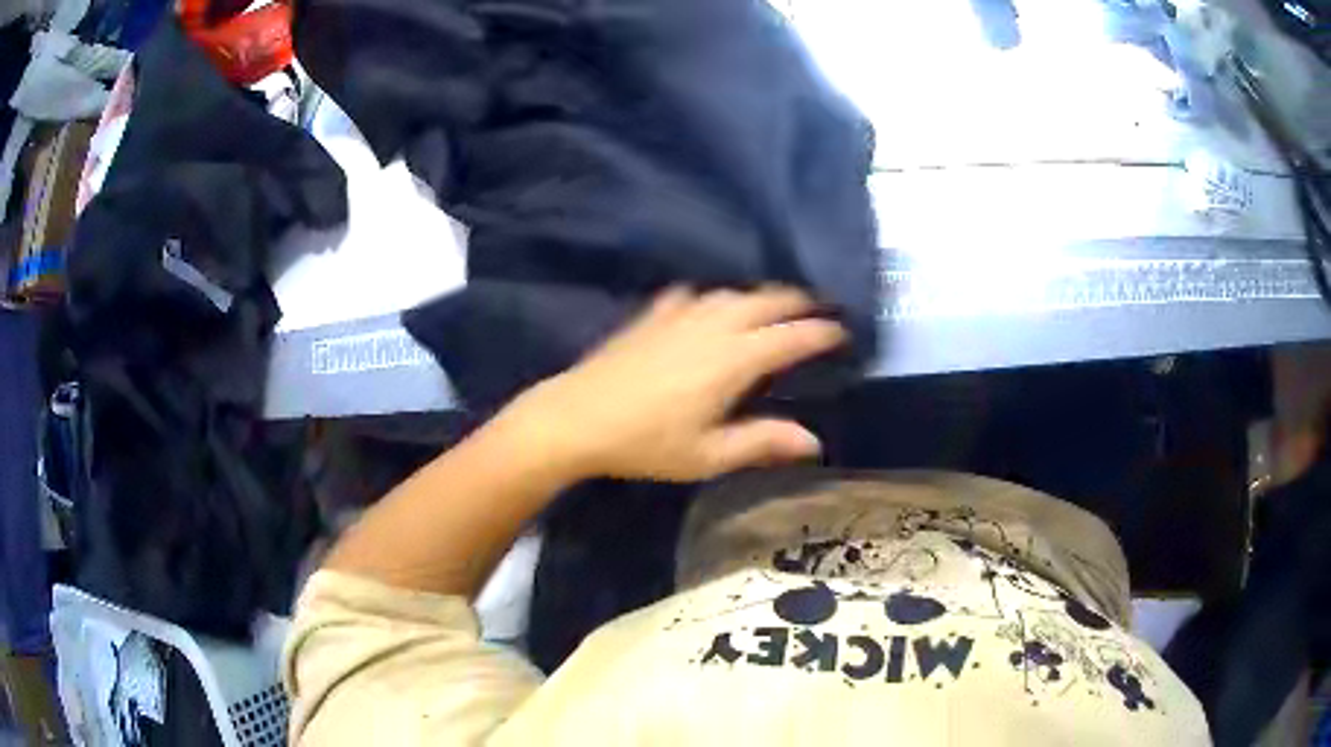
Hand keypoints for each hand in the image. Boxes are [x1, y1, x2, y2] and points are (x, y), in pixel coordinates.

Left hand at [494, 287, 847, 481]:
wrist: (576, 417)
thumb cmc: (646, 443)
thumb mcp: (708, 454)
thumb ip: (762, 442)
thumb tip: (813, 441)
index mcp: (734, 359)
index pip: (792, 337)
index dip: (822, 333)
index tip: (842, 333)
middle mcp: (714, 325)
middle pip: (767, 301)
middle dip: (798, 303)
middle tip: (818, 312)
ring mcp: (681, 314)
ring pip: (733, 293)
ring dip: (761, 296)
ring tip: (774, 308)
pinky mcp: (652, 314)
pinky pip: (694, 295)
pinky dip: (714, 298)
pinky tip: (710, 307)